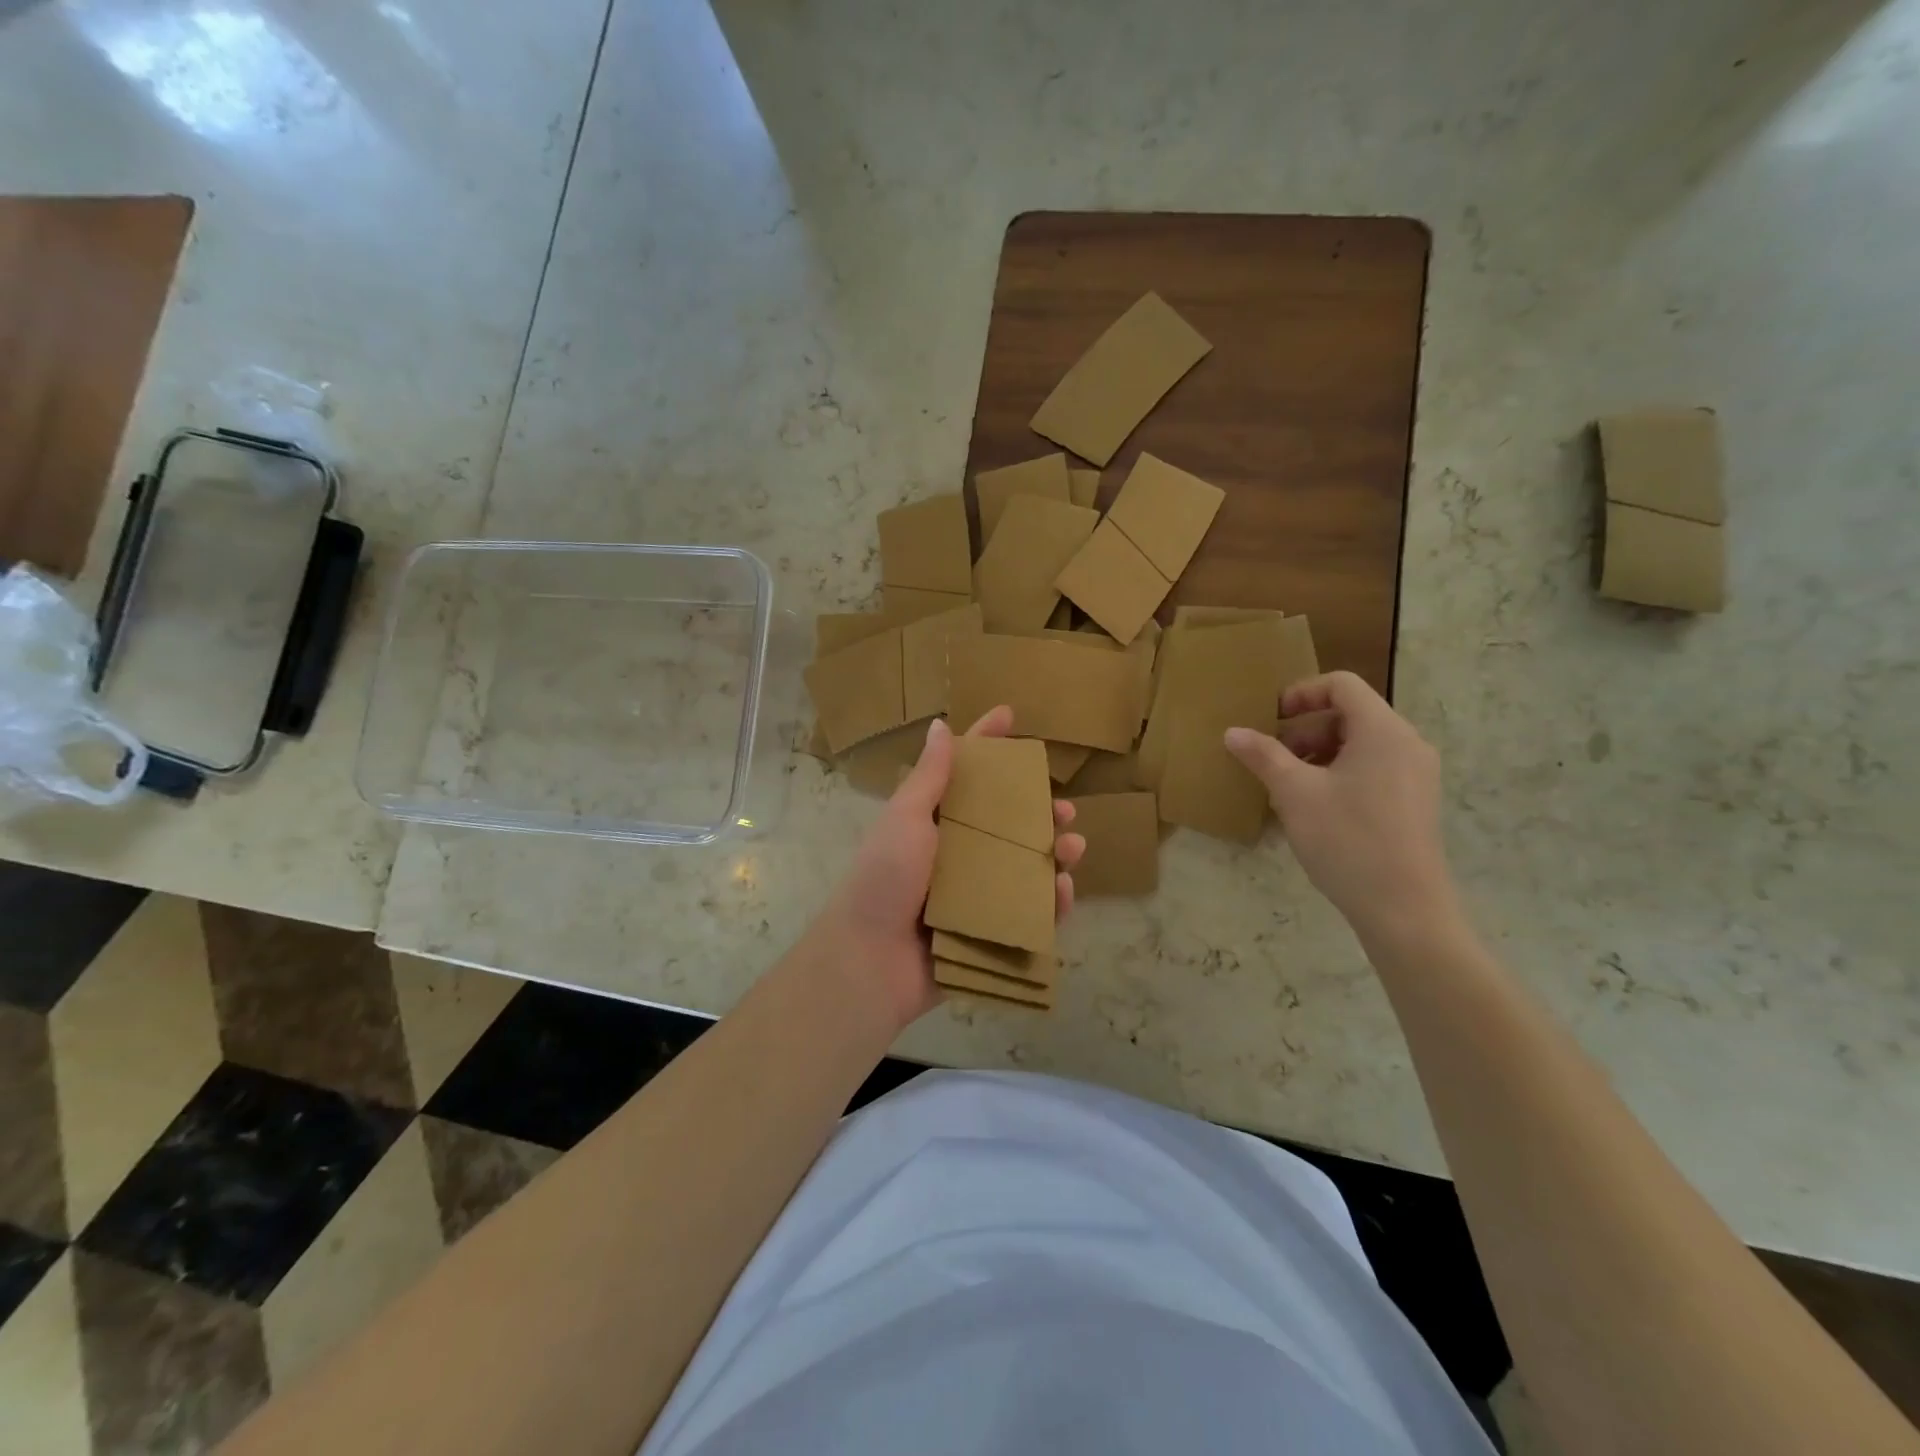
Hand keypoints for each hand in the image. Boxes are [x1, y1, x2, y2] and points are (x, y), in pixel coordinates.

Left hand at [809, 707, 1084, 1032]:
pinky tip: (1065, 890)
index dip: (986, 744)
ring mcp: (975, 895)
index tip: (1010, 716)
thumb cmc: (885, 879)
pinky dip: (1051, 902)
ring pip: (1025, 866)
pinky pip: (1029, 913)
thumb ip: (929, 777)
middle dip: (1039, 812)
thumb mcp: (906, 819)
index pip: (964, 775)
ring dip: (1054, 854)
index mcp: (935, 823)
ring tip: (1074, 847)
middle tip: (1064, 808)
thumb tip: (940, 725)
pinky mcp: (989, 932)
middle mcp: (957, 854)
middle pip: (1006, 824)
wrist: (870, 961)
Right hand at [1224, 671, 1457, 946]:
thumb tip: (1233, 732)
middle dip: (1304, 730)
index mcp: (1383, 731)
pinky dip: (1338, 774)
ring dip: (1318, 753)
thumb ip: (1263, 756)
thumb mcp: (1294, 794)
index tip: (1269, 719)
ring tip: (1286, 786)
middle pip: (1350, 714)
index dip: (1301, 693)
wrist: (1404, 909)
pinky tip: (1313, 808)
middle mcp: (1407, 744)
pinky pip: (1372, 769)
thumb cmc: (1347, 840)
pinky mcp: (1414, 802)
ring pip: (1359, 744)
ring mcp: (1416, 775)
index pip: (1341, 685)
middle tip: (1271, 759)